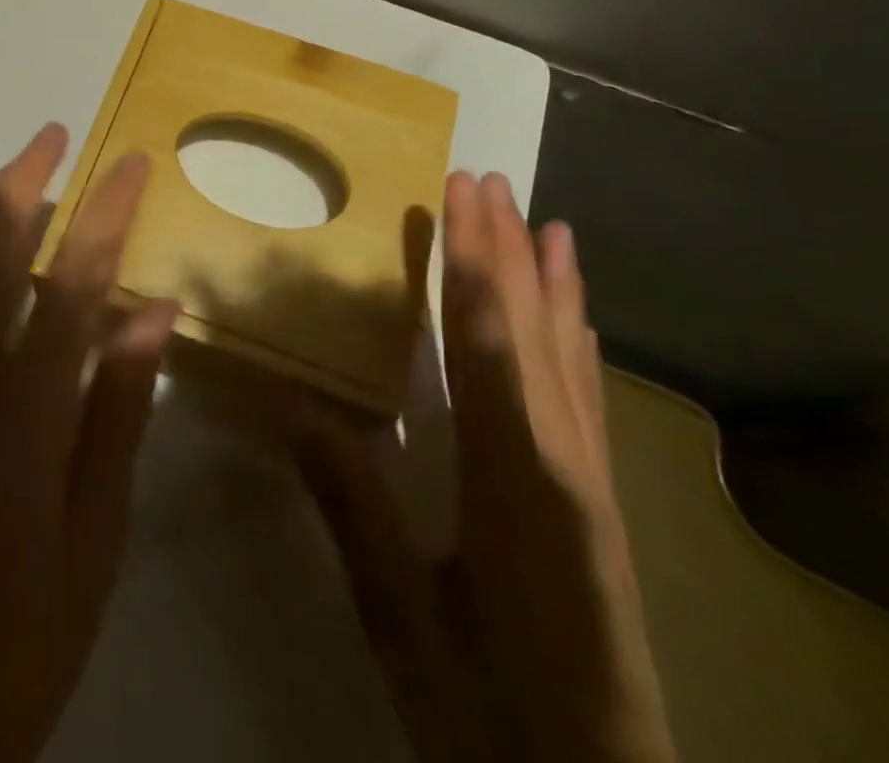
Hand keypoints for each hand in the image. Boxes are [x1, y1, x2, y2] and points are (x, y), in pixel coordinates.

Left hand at [0, 123, 176, 762]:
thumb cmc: (35, 616)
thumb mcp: (102, 523)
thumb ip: (123, 404)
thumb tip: (154, 308)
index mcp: (28, 410)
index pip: (72, 281)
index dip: (105, 213)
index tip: (131, 164)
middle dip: (27, 180)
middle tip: (57, 135)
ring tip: (14, 169)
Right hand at [297, 172, 675, 762]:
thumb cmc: (491, 712)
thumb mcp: (404, 617)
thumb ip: (350, 505)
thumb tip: (288, 405)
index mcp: (516, 476)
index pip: (486, 339)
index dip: (471, 259)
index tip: (461, 193)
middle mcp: (564, 459)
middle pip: (532, 330)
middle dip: (508, 249)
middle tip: (492, 179)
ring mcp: (591, 482)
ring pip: (569, 355)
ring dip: (551, 283)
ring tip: (548, 224)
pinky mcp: (599, 505)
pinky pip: (585, 395)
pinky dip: (577, 340)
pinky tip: (576, 320)